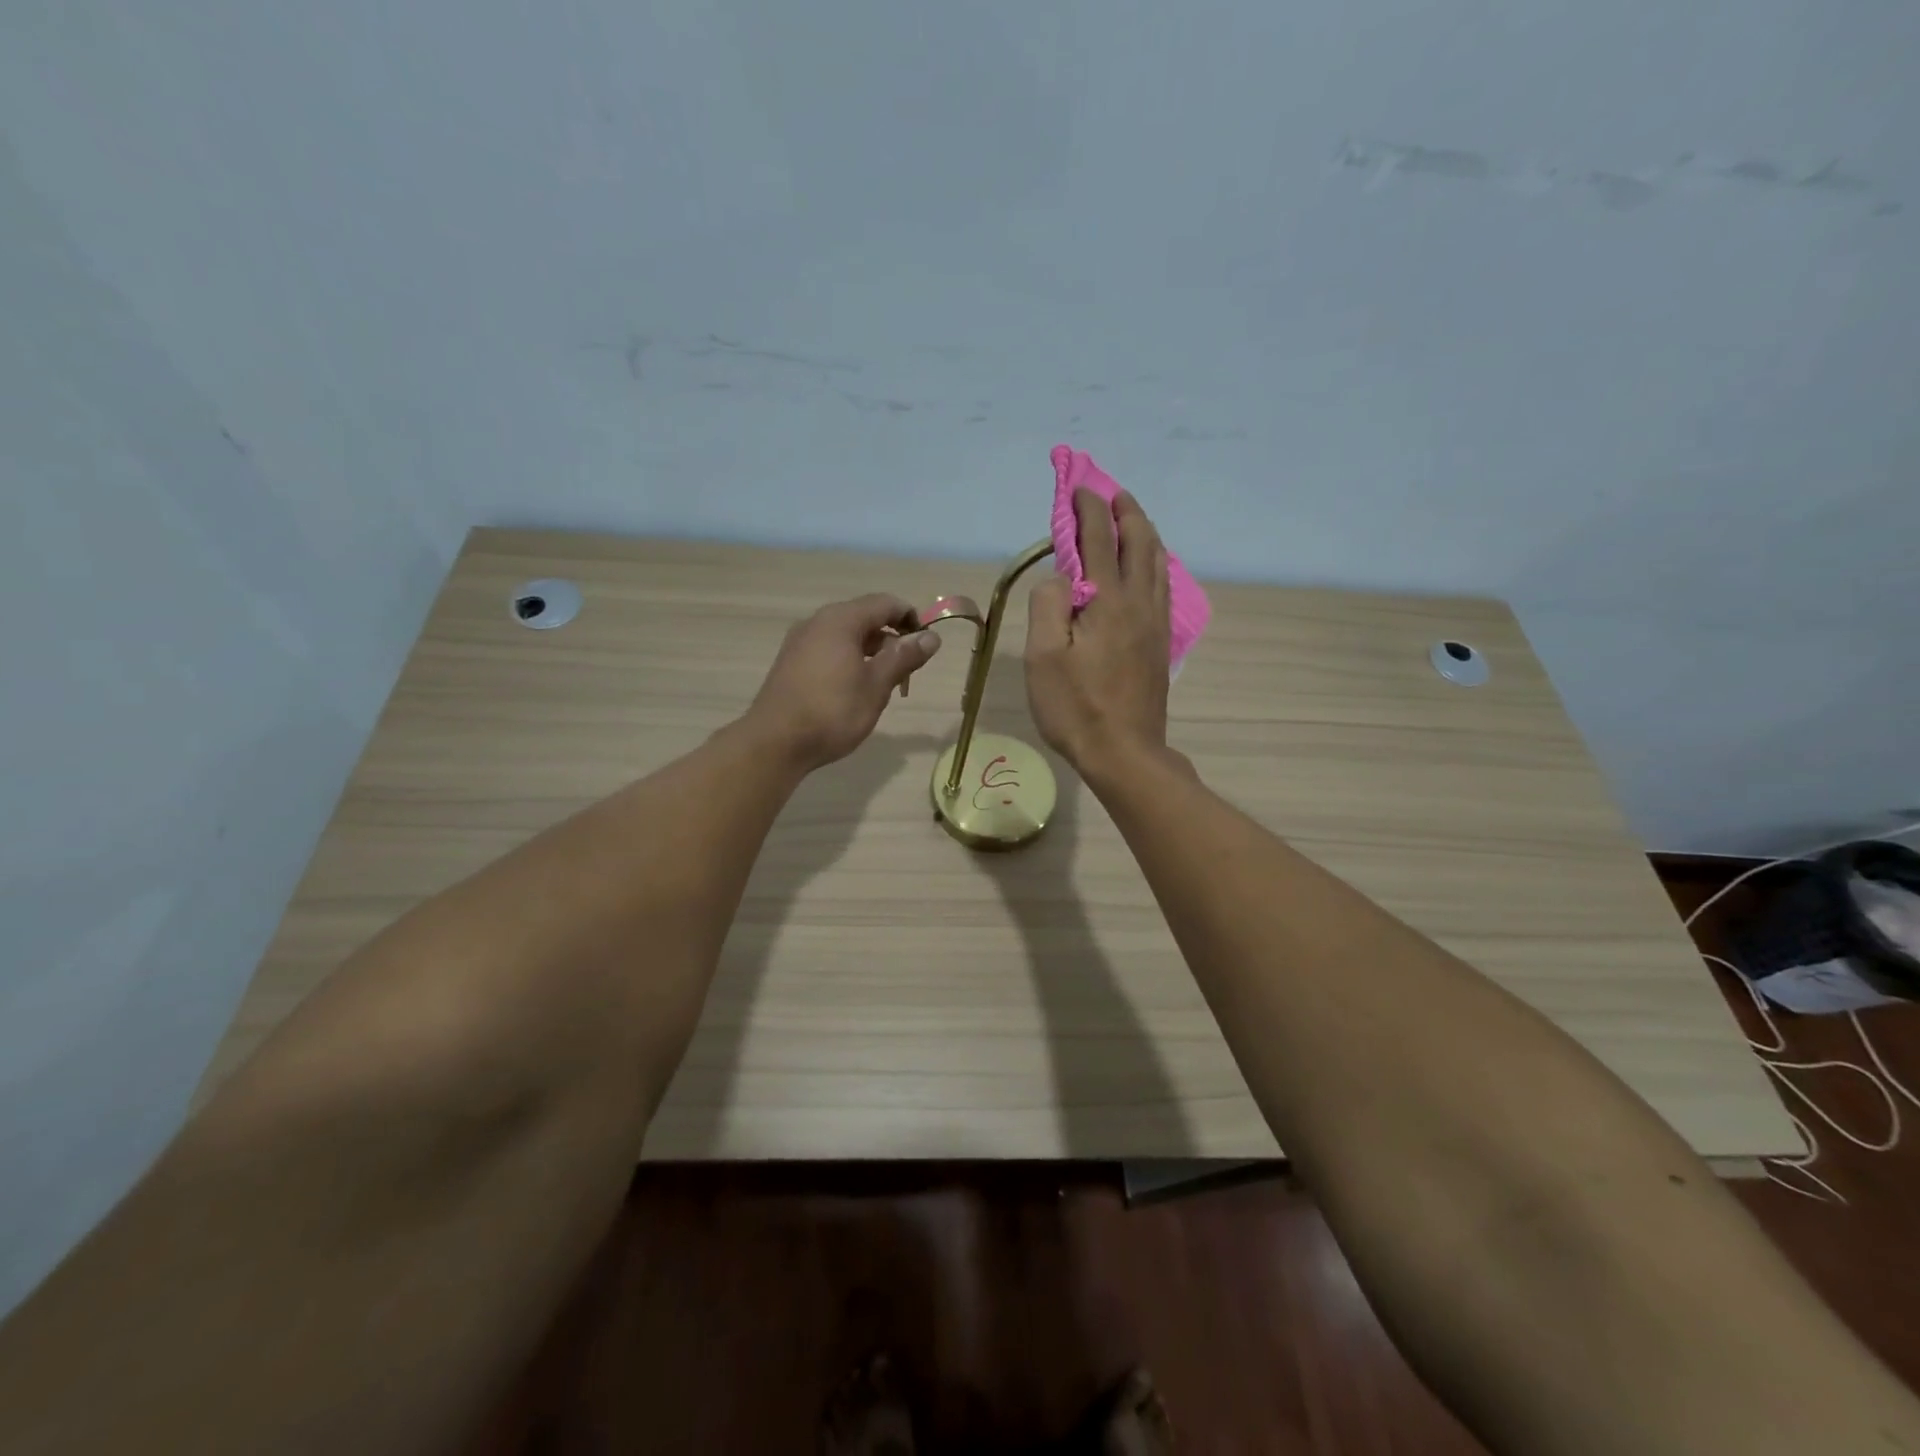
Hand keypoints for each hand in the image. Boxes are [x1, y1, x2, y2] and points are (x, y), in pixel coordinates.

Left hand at [745, 594, 940, 771]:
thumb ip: (904, 657)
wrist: (775, 743)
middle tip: (907, 671)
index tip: (926, 646)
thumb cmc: (832, 711)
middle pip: (864, 616)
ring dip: (871, 651)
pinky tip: (854, 688)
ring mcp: (800, 641)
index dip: (911, 619)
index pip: (885, 603)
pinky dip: (850, 659)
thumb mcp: (877, 685)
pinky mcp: (791, 662)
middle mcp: (818, 622)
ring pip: (846, 634)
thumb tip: (932, 637)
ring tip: (884, 683)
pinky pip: (829, 649)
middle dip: (891, 638)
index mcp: (840, 620)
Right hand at [1025, 488, 1171, 783]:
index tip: (1077, 488)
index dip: (1087, 509)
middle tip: (1111, 494)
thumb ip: (1048, 605)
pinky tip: (1150, 567)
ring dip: (1144, 533)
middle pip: (1138, 542)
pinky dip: (1155, 562)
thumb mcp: (1044, 657)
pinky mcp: (1160, 642)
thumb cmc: (1076, 707)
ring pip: (1157, 562)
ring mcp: (1155, 623)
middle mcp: (1138, 602)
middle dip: (1125, 512)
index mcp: (1108, 600)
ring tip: (1132, 520)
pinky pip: (1163, 586)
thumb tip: (1061, 577)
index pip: (1098, 538)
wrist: (1125, 752)